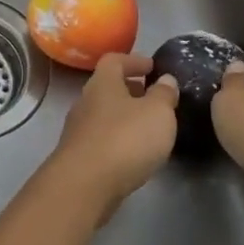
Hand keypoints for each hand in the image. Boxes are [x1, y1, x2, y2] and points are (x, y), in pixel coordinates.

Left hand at [45, 53, 179, 218]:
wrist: (85, 184)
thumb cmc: (125, 139)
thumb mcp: (158, 112)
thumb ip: (164, 94)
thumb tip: (165, 79)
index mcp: (102, 83)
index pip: (114, 60)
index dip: (134, 60)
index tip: (152, 67)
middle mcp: (85, 101)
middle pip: (107, 87)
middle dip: (130, 89)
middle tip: (152, 97)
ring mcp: (78, 129)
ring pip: (103, 114)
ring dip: (124, 115)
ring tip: (148, 126)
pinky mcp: (78, 155)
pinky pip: (100, 137)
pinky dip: (117, 138)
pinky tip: (133, 152)